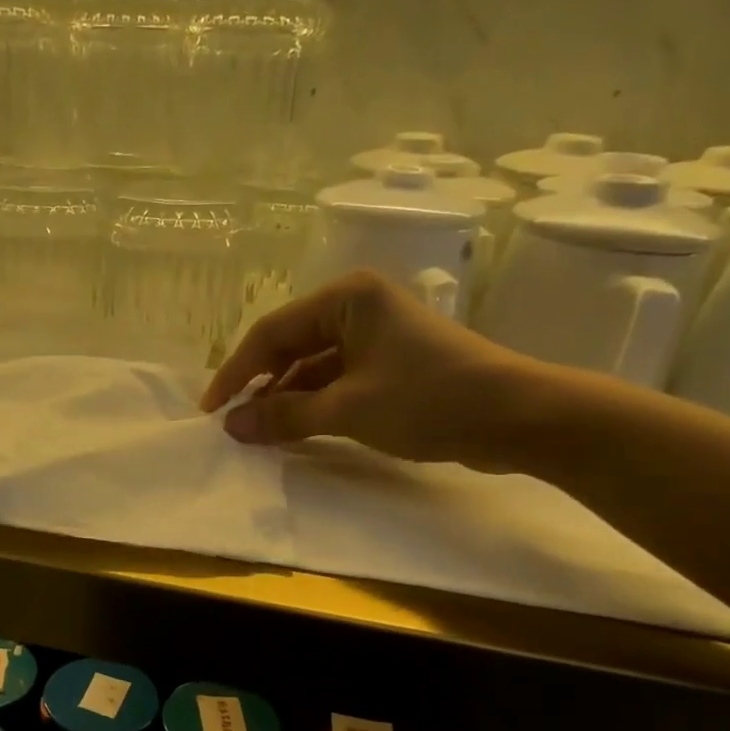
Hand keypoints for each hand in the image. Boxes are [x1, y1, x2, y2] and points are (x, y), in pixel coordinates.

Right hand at [201, 272, 538, 468]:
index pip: (271, 332)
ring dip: (284, 397)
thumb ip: (284, 416)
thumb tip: (231, 426)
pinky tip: (294, 429)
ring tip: (258, 432)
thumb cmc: (428, 399)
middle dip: (259, 385)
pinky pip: (335, 379)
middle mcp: (357, 307)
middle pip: (289, 345)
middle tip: (232, 422)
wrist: (518, 417)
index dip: (236, 372)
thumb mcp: (347, 409)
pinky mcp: (389, 363)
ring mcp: (375, 335)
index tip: (211, 410)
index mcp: (346, 298)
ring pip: (310, 365)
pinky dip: (312, 403)